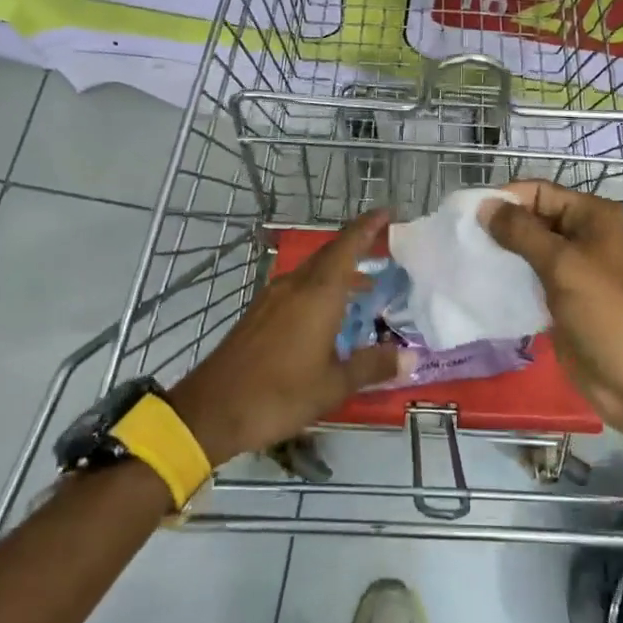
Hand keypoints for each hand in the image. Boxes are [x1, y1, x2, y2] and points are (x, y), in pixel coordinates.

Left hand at [168, 210, 405, 463]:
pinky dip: (320, 289)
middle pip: (330, 255)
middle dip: (357, 246)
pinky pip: (298, 288)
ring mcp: (273, 298)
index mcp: (317, 295)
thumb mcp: (333, 385)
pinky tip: (328, 313)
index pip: (347, 246)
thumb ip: (372, 366)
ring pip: (312, 272)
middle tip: (385, 247)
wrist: (212, 410)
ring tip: (364, 285)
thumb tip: (410, 358)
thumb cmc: (279, 395)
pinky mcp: (259, 314)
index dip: (369, 226)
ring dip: (339, 272)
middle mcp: (295, 287)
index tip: (388, 212)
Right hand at [483, 181, 622, 446]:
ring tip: (465, 258)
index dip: (506, 198)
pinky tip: (481, 283)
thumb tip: (485, 206)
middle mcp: (586, 236)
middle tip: (460, 238)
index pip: (541, 192)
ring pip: (530, 249)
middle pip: (534, 218)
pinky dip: (509, 278)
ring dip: (501, 253)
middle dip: (500, 226)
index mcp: (594, 217)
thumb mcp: (562, 265)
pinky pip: (531, 278)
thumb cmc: (605, 312)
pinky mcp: (564, 298)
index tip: (467, 214)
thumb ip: (521, 232)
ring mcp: (575, 269)